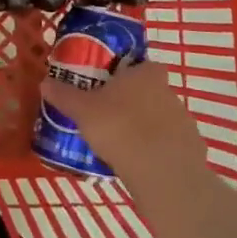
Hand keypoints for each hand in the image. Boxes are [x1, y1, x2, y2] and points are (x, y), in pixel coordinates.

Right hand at [42, 62, 208, 190]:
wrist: (162, 172)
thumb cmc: (120, 128)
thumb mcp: (82, 110)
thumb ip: (64, 95)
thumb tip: (44, 82)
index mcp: (146, 74)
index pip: (142, 65)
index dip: (128, 74)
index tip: (110, 88)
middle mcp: (169, 91)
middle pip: (150, 91)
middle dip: (134, 102)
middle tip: (110, 117)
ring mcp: (184, 121)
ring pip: (161, 118)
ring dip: (147, 127)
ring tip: (122, 145)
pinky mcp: (192, 149)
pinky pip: (171, 145)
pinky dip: (158, 151)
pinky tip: (140, 164)